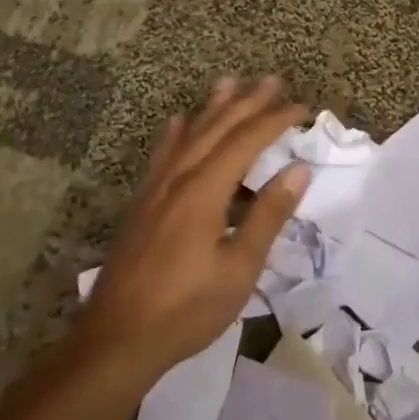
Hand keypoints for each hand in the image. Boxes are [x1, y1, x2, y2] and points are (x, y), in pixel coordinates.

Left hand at [77, 77, 309, 379]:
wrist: (117, 339)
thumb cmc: (186, 309)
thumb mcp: (239, 268)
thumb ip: (267, 215)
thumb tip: (298, 170)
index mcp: (204, 191)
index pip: (246, 141)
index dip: (275, 120)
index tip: (301, 107)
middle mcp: (178, 178)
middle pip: (217, 129)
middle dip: (247, 103)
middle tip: (272, 80)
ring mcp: (155, 189)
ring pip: (188, 135)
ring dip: (212, 108)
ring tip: (229, 83)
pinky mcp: (142, 203)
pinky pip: (162, 154)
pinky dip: (176, 132)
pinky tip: (179, 121)